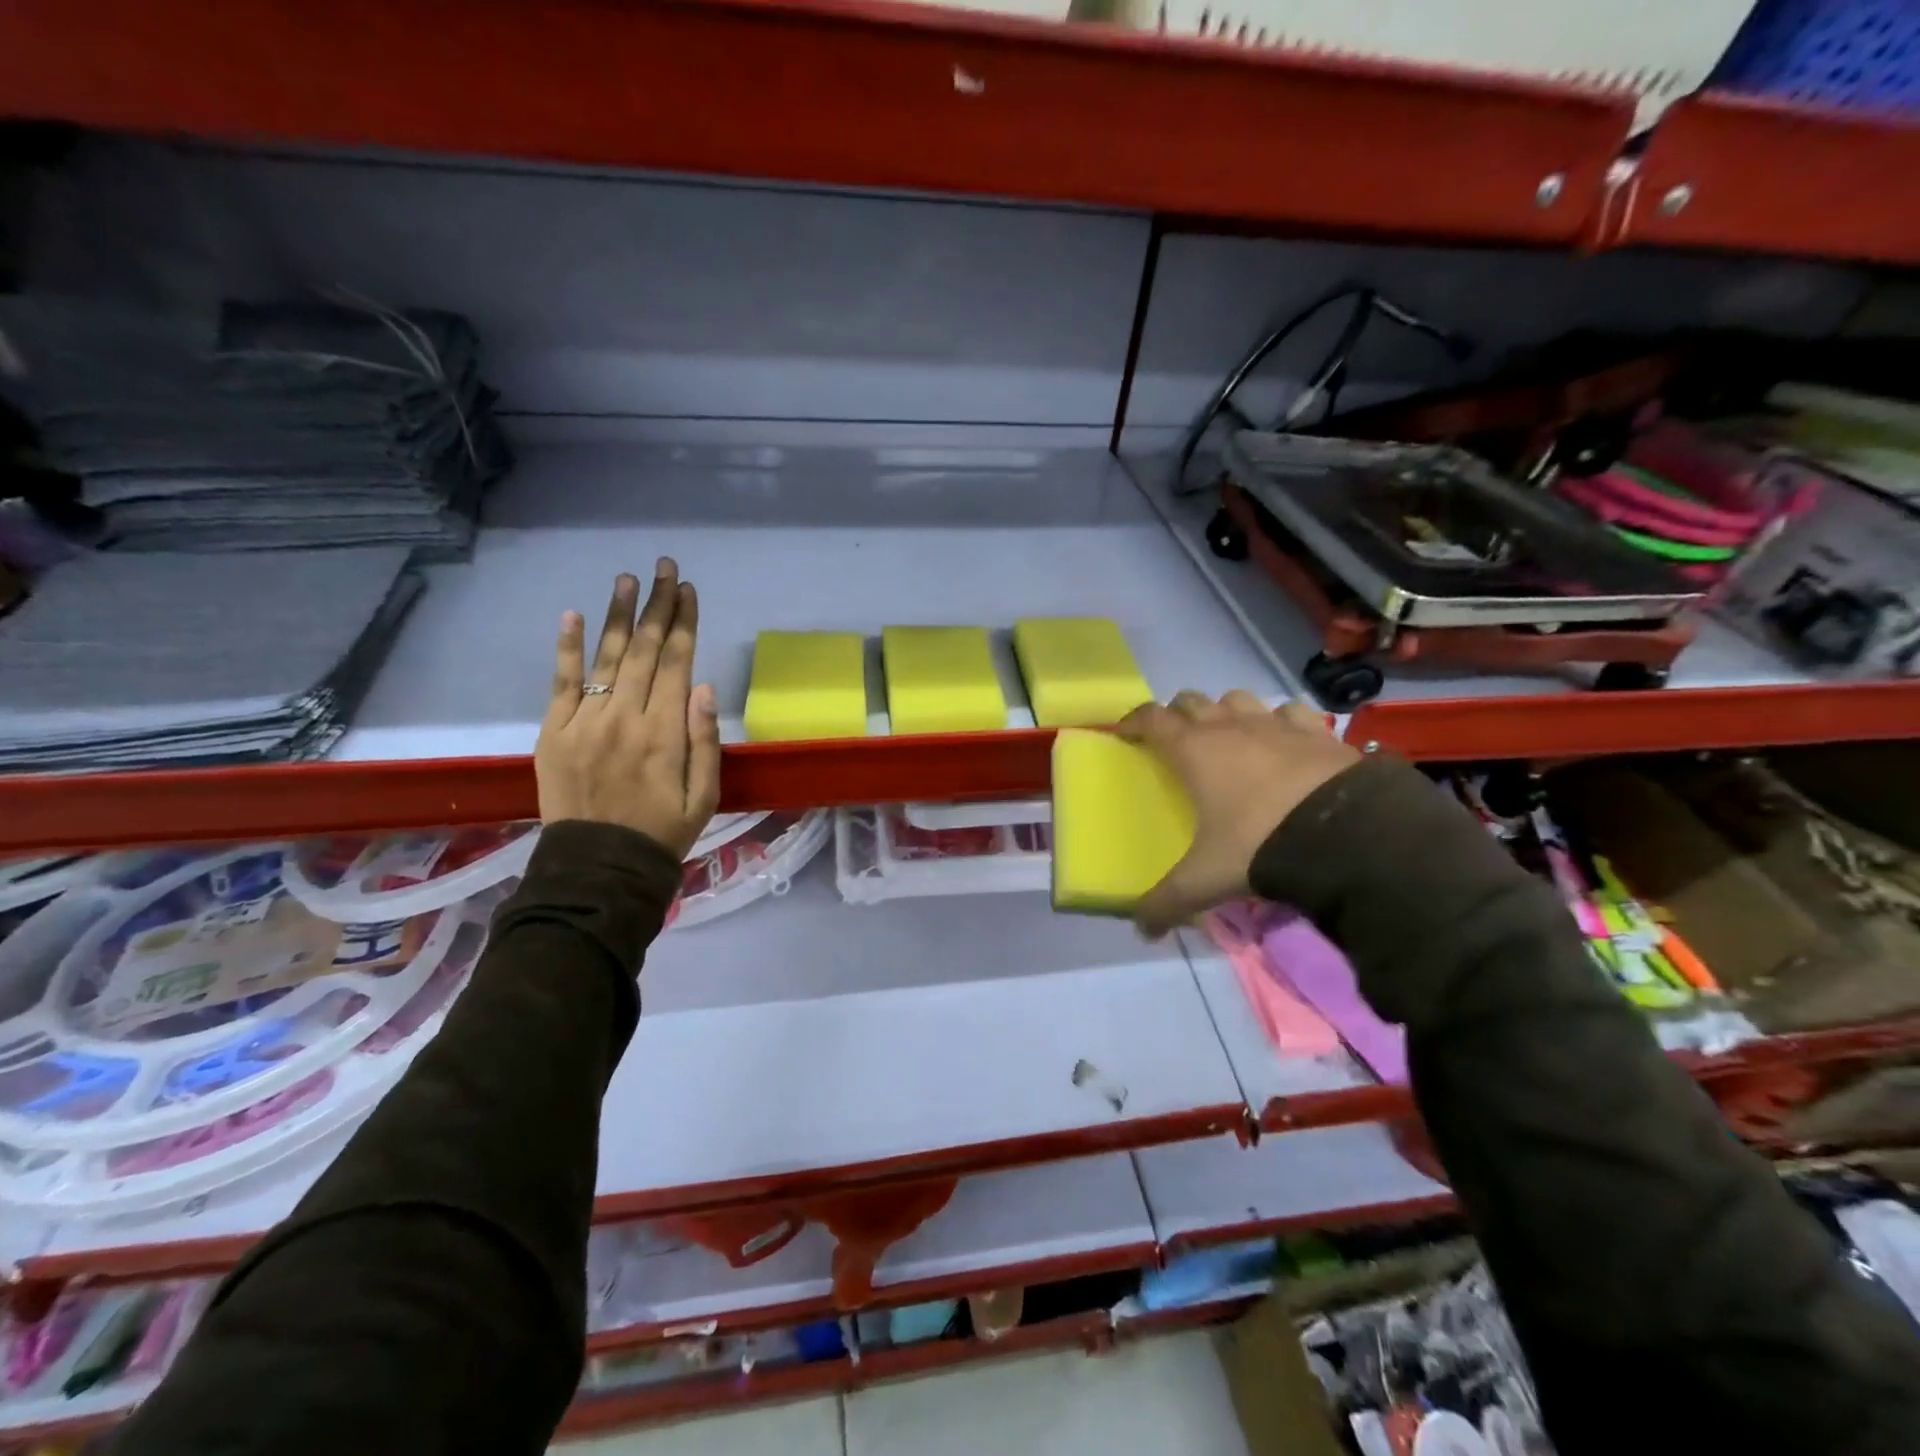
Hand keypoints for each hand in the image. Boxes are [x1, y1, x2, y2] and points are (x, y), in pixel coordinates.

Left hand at [535, 559, 720, 858]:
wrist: (598, 868)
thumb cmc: (662, 832)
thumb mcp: (705, 797)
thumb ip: (705, 741)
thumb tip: (704, 687)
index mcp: (664, 734)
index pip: (677, 664)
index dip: (684, 624)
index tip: (689, 591)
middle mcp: (624, 718)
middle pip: (645, 651)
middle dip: (658, 606)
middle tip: (665, 568)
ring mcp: (583, 722)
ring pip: (606, 657)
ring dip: (619, 615)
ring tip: (628, 579)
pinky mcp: (553, 732)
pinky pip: (561, 683)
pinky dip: (567, 648)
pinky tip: (573, 615)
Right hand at [1117, 691, 1360, 937]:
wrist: (1345, 834)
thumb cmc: (1258, 845)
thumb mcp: (1205, 879)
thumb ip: (1168, 901)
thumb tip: (1141, 929)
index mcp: (1194, 751)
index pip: (1151, 718)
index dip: (1134, 721)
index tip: (1125, 732)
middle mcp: (1230, 727)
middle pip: (1191, 700)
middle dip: (1178, 715)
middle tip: (1176, 741)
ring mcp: (1276, 724)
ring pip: (1238, 699)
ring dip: (1227, 712)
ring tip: (1229, 737)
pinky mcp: (1317, 731)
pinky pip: (1290, 712)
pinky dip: (1281, 721)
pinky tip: (1286, 741)